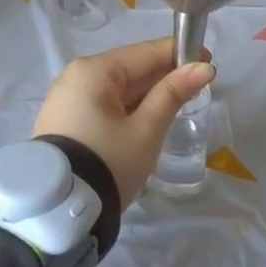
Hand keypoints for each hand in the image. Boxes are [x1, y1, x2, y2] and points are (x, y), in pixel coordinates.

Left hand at [33, 38, 214, 207]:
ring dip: (144, 95)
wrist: (58, 214)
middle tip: (194, 89)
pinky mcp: (62, 121)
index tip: (207, 61)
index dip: (178, 54)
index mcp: (94, 70)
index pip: (144, 53)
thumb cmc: (108, 162)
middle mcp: (75, 76)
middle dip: (161, 77)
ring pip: (115, 88)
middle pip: (128, 69)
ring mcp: (65, 98)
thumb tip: (203, 68)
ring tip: (173, 106)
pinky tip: (143, 120)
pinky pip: (101, 104)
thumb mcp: (146, 130)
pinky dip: (124, 108)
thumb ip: (173, 94)